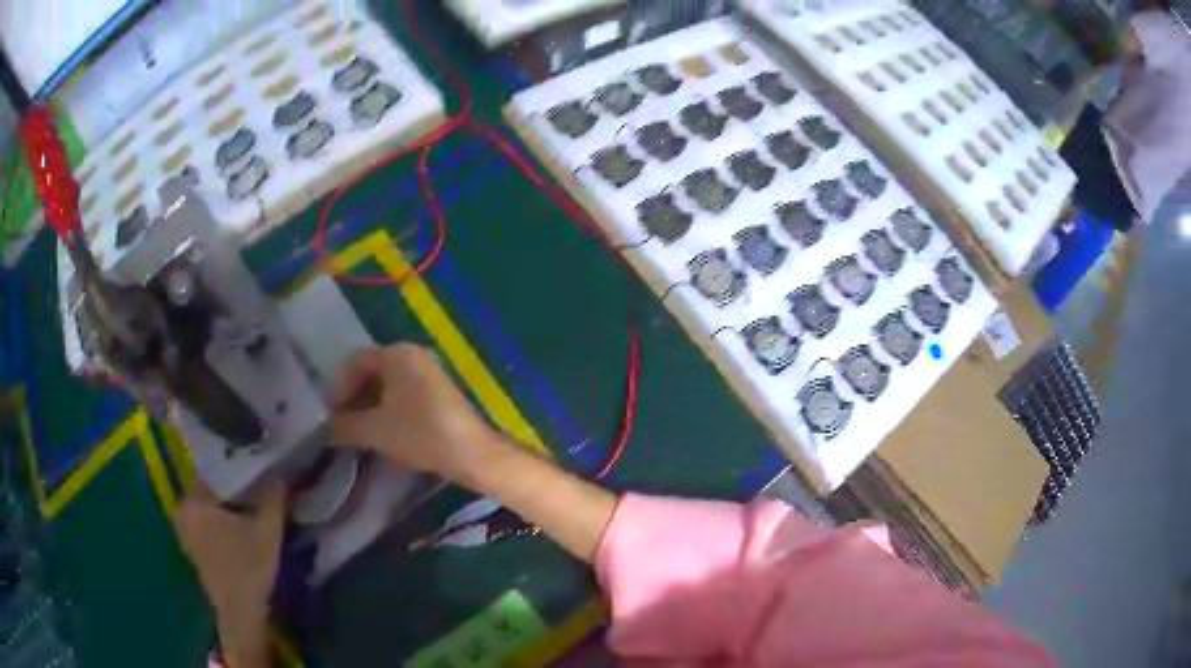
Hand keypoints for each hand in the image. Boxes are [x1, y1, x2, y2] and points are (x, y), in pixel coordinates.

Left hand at [174, 482, 284, 667]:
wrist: (241, 614)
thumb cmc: (249, 568)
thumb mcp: (267, 531)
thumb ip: (273, 498)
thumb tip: (281, 471)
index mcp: (193, 499)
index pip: (214, 467)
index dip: (237, 465)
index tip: (256, 463)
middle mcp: (183, 509)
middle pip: (211, 486)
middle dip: (233, 485)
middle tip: (257, 481)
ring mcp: (185, 529)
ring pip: (209, 504)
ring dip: (229, 503)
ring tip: (252, 500)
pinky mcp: (193, 546)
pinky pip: (207, 520)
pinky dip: (222, 518)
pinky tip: (241, 522)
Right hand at [330, 344, 502, 483]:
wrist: (471, 453)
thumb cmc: (419, 433)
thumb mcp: (375, 430)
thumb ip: (344, 426)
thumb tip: (323, 430)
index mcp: (397, 354)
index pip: (355, 362)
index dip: (337, 388)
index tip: (328, 415)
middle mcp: (413, 355)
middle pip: (371, 371)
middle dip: (352, 397)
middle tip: (340, 424)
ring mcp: (429, 373)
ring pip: (387, 385)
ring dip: (369, 405)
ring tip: (357, 430)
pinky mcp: (439, 392)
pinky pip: (403, 394)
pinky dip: (387, 409)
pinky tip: (381, 431)